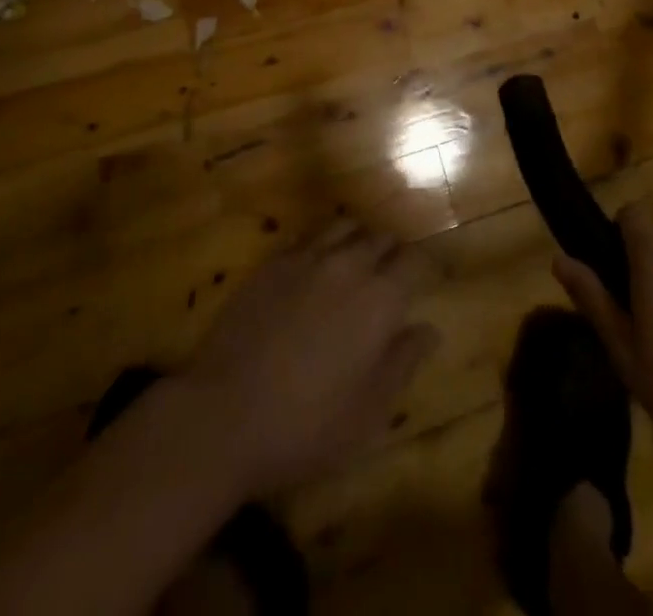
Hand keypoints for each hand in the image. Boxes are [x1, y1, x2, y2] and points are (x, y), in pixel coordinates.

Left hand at [176, 219, 438, 496]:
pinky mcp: (271, 263)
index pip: (416, 261)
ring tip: (356, 261)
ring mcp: (306, 258)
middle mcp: (349, 264)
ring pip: (344, 226)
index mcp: (381, 298)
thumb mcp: (369, 412)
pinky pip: (306, 237)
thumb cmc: (306, 426)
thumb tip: (430, 329)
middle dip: (393, 252)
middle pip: (381, 237)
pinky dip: (320, 244)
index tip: (430, 277)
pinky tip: (314, 266)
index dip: (427, 266)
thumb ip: (404, 363)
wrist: (222, 415)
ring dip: (357, 239)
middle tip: (393, 275)